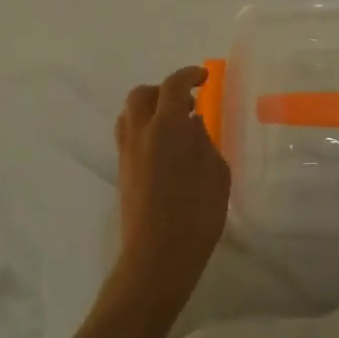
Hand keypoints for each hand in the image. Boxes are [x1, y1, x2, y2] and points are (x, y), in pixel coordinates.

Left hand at [110, 65, 229, 319]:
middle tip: (187, 103)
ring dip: (149, 109)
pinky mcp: (122, 174)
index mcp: (166, 128)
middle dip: (163, 91)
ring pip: (129, 115)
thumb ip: (204, 141)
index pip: (172, 86)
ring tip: (173, 125)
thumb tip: (192, 124)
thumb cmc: (195, 216)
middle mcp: (141, 134)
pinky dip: (144, 130)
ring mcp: (127, 154)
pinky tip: (164, 150)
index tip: (204, 78)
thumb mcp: (216, 174)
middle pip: (141, 95)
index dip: (188, 75)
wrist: (156, 262)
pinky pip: (128, 136)